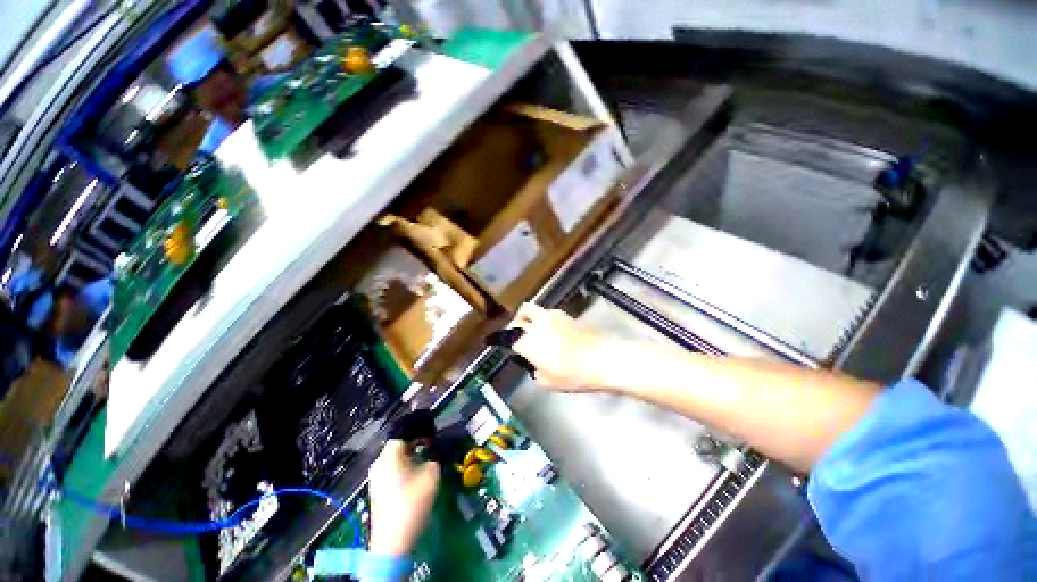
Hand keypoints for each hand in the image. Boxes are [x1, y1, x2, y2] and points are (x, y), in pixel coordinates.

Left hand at [368, 440, 440, 556]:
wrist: (393, 541)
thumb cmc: (413, 502)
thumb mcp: (432, 474)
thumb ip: (434, 457)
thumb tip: (432, 453)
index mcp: (389, 455)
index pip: (403, 433)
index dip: (419, 430)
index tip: (433, 433)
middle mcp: (378, 463)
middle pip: (398, 445)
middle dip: (415, 443)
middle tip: (431, 445)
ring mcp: (375, 479)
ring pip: (394, 459)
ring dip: (410, 456)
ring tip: (426, 459)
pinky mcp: (376, 492)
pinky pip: (391, 471)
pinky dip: (403, 468)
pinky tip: (415, 475)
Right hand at [510, 303, 607, 391]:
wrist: (602, 360)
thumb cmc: (572, 374)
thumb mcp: (548, 382)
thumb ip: (536, 372)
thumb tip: (536, 367)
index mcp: (528, 341)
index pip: (510, 338)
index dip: (507, 343)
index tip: (507, 347)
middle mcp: (538, 324)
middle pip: (520, 314)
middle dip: (516, 322)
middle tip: (518, 333)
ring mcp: (553, 317)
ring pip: (535, 309)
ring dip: (531, 318)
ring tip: (536, 330)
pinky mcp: (567, 316)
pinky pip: (550, 314)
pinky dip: (546, 320)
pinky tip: (553, 332)